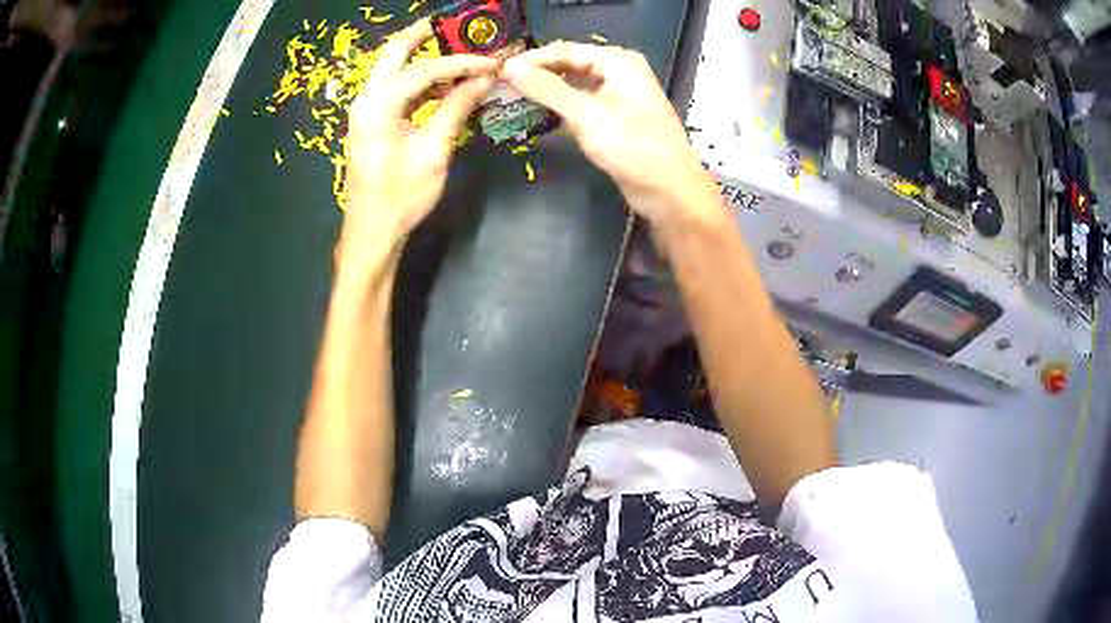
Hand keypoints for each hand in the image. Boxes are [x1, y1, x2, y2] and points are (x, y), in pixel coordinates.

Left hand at [342, 19, 500, 255]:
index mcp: (378, 105)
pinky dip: (422, 81)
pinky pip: (398, 88)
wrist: (372, 232)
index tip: (493, 60)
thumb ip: (456, 108)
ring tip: (464, 53)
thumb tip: (484, 78)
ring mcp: (367, 109)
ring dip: (428, 58)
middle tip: (459, 25)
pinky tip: (447, 83)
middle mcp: (367, 98)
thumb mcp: (433, 151)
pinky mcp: (373, 120)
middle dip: (427, 34)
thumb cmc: (401, 197)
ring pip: (396, 68)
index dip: (462, 62)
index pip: (424, 69)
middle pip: (395, 52)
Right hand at [501, 42, 717, 223]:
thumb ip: (547, 89)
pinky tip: (540, 114)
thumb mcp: (586, 115)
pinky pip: (583, 102)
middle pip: (569, 64)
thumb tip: (511, 68)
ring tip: (513, 98)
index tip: (498, 72)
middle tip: (502, 86)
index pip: (564, 51)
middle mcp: (619, 70)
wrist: (669, 190)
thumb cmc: (632, 147)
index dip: (530, 60)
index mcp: (617, 61)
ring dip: (547, 91)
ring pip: (575, 84)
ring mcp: (619, 93)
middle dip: (538, 74)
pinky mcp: (616, 116)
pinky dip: (562, 106)